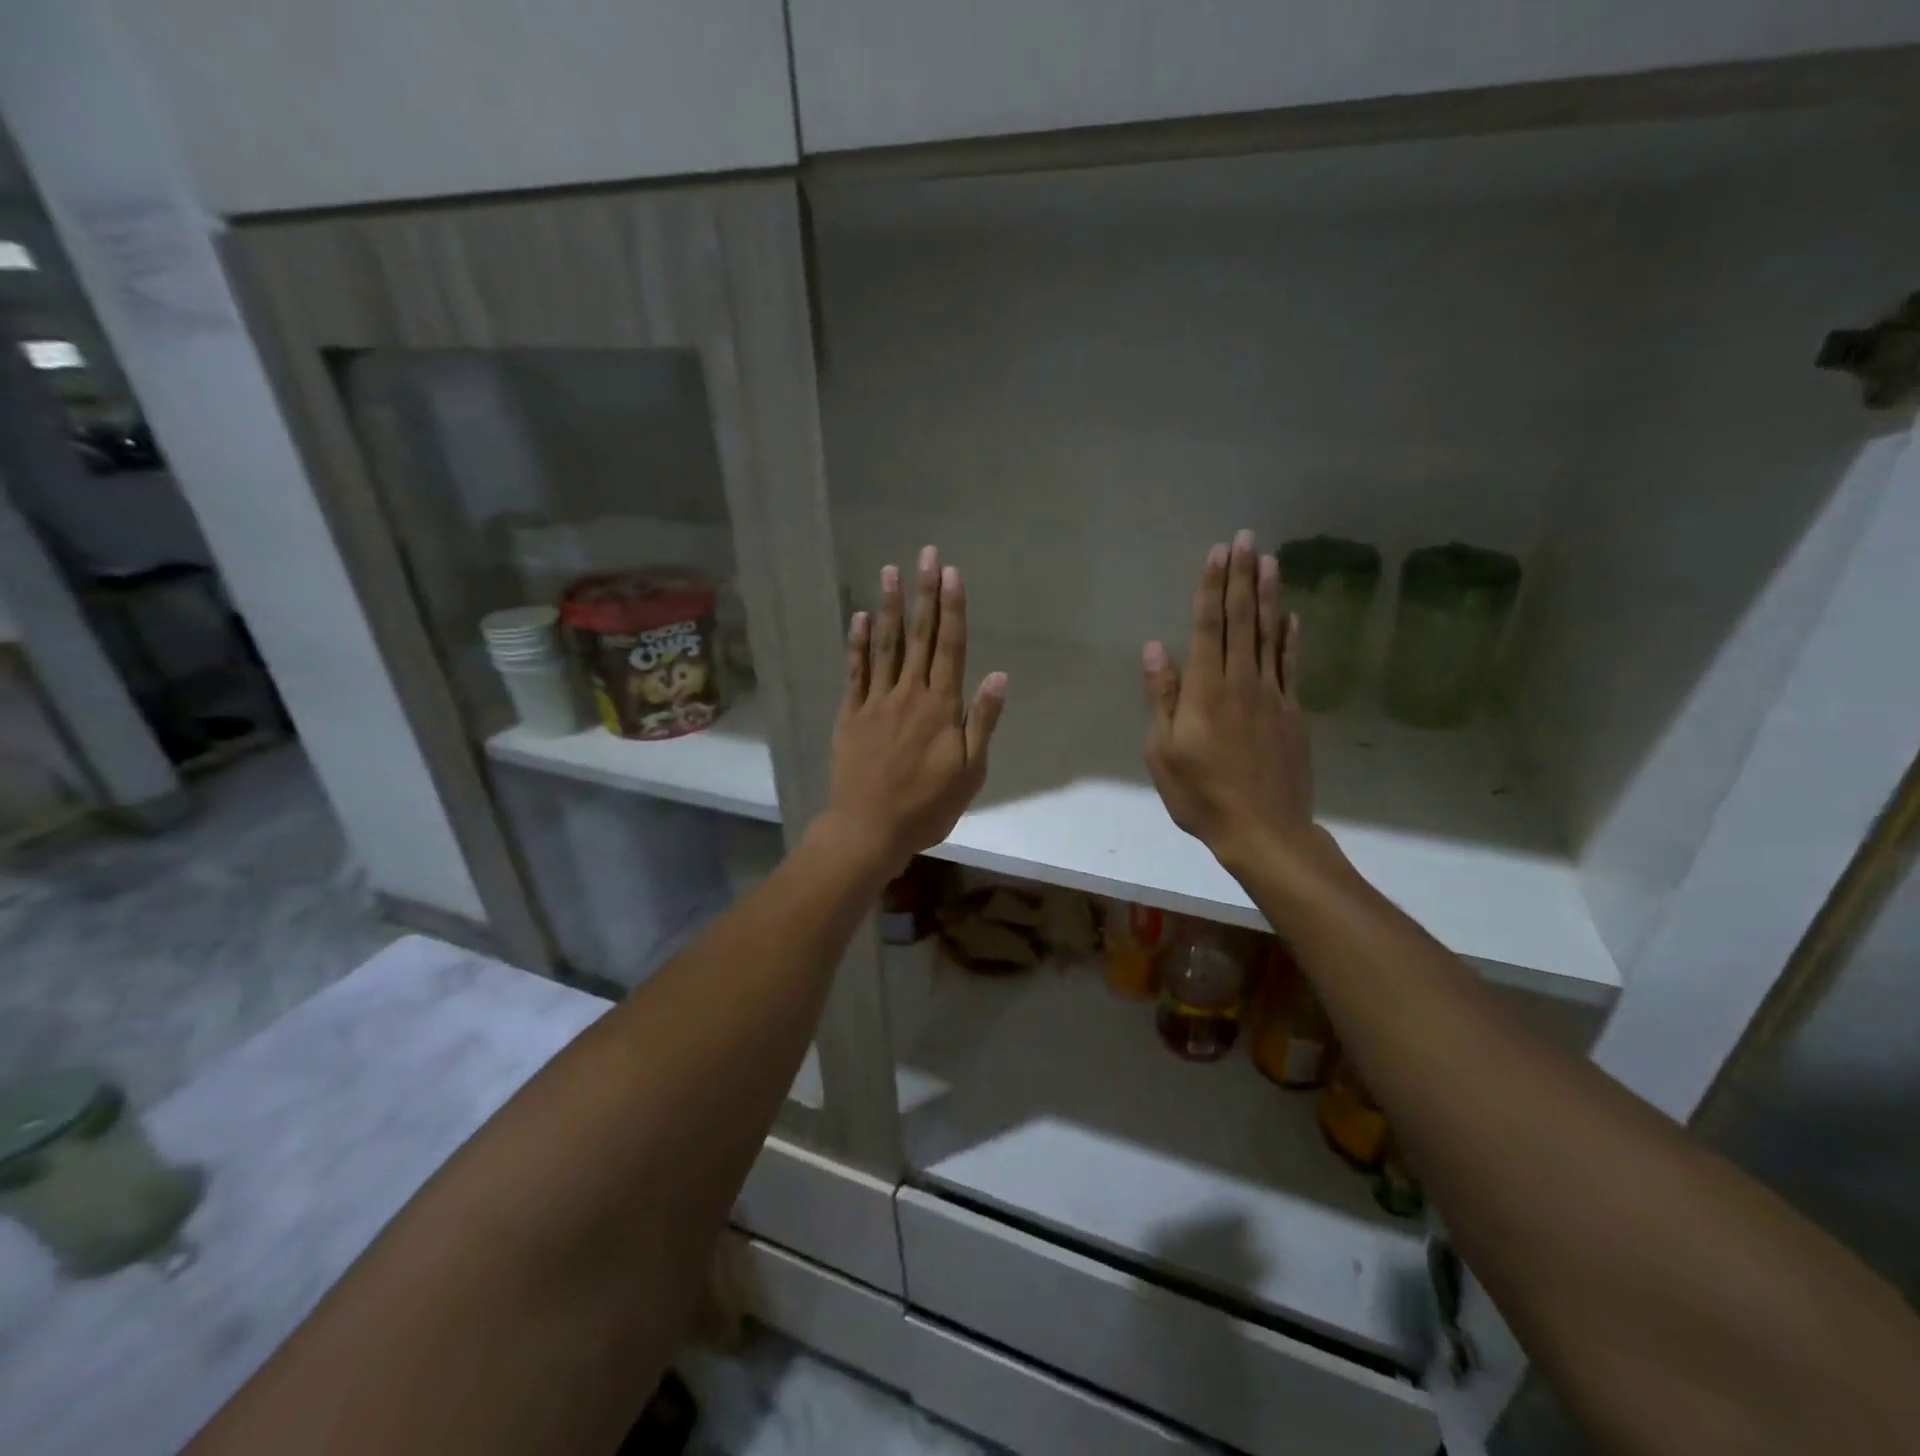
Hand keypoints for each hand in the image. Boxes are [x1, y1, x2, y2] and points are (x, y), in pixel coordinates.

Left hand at [822, 546, 1007, 876]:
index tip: (952, 574)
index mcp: (942, 706)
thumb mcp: (970, 771)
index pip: (950, 647)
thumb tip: (999, 676)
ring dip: (888, 606)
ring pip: (885, 645)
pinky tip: (859, 618)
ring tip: (890, 571)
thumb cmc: (927, 806)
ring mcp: (876, 702)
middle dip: (924, 593)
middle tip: (926, 554)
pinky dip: (857, 643)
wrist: (869, 829)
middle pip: (919, 636)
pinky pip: (855, 672)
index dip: (952, 608)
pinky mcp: (850, 714)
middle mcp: (909, 694)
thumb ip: (982, 721)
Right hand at [1143, 530, 1317, 878]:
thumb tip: (1154, 648)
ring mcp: (1273, 695)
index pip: (1209, 627)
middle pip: (1243, 620)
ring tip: (1271, 560)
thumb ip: (1162, 697)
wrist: (1264, 830)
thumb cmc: (1201, 794)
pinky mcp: (1293, 713)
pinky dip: (1292, 637)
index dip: (1212, 588)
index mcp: (1206, 690)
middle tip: (1247, 538)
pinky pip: (1292, 665)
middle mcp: (1242, 682)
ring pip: (1271, 635)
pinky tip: (1293, 616)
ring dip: (1269, 595)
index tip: (1218, 553)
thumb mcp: (1163, 751)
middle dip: (1242, 577)